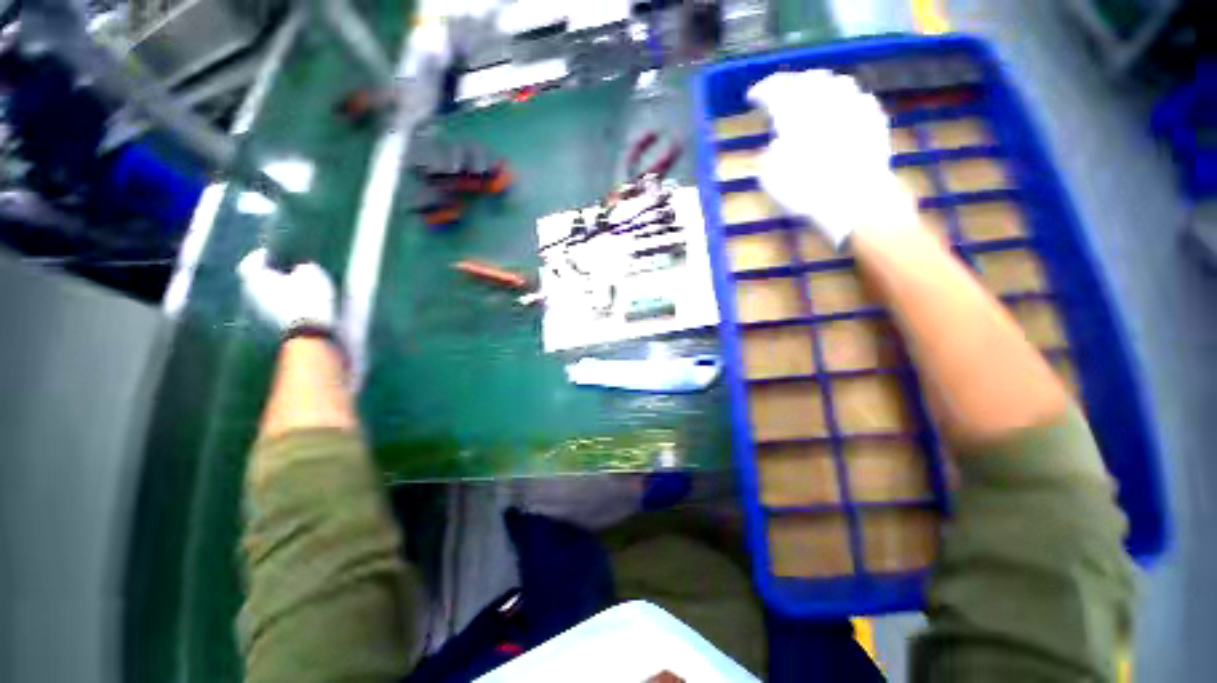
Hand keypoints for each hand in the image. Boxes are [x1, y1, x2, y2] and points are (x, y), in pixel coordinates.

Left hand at [237, 248, 336, 333]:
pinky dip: (285, 301)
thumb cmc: (308, 297)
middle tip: (289, 268)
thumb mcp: (312, 274)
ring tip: (299, 285)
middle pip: (257, 279)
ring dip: (279, 288)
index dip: (262, 255)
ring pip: (266, 293)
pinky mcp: (273, 324)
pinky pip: (276, 306)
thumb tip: (300, 266)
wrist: (310, 332)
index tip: (276, 251)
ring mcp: (260, 311)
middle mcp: (251, 293)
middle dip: (272, 272)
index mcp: (254, 277)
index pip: (251, 261)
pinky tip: (302, 300)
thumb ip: (302, 266)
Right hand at [747, 69, 917, 247]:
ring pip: (835, 81)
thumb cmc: (807, 191)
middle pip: (804, 78)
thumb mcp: (772, 181)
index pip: (774, 89)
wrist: (856, 199)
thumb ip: (767, 159)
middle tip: (780, 94)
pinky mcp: (874, 116)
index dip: (761, 90)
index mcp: (795, 113)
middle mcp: (824, 100)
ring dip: (819, 85)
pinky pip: (858, 97)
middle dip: (789, 83)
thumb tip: (772, 148)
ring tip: (812, 96)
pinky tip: (842, 110)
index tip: (752, 96)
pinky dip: (844, 99)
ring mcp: (853, 104)